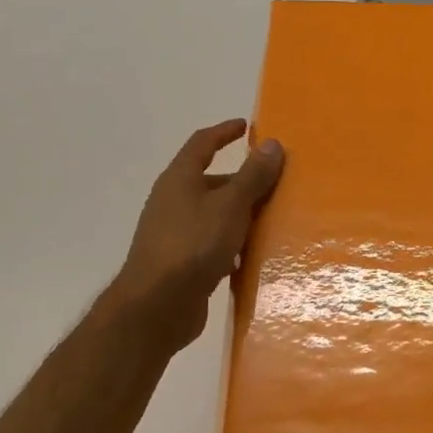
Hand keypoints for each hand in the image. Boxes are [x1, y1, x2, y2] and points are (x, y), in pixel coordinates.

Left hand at [110, 119, 284, 351]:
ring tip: (273, 219)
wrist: (157, 306)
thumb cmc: (194, 244)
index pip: (202, 144)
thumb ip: (253, 175)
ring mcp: (174, 234)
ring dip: (240, 214)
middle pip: (211, 181)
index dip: (224, 132)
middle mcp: (173, 201)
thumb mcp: (231, 205)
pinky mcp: (181, 263)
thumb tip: (272, 143)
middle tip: (274, 182)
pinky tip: (253, 255)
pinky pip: (212, 244)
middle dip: (242, 180)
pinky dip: (233, 244)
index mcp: (179, 179)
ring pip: (214, 215)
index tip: (246, 126)